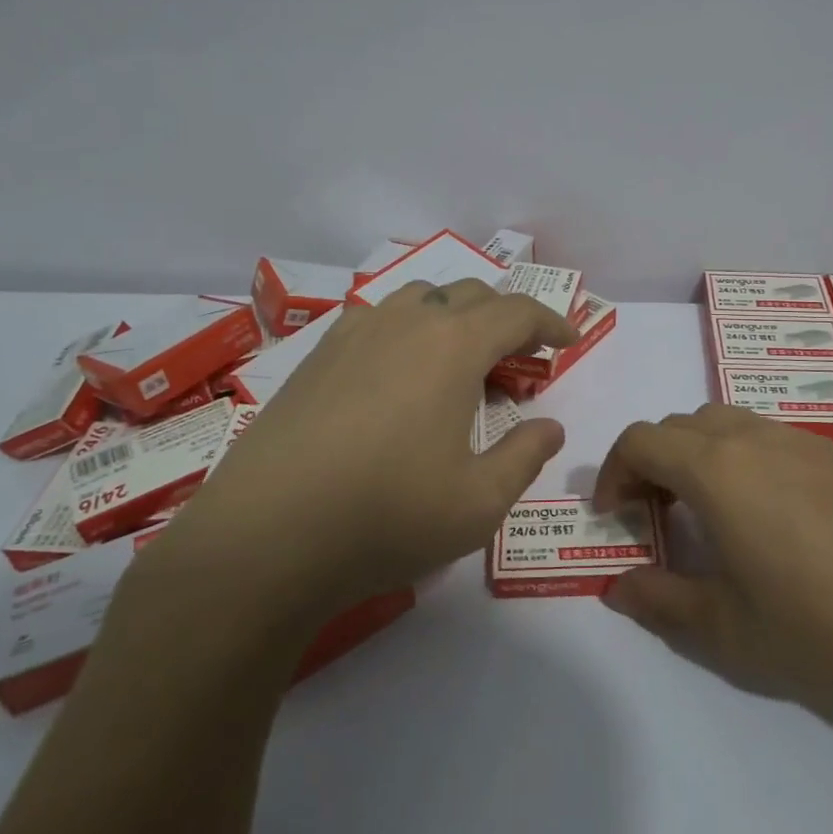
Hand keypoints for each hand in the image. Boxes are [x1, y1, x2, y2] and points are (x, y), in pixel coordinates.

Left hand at [139, 279, 578, 633]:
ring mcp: (354, 333)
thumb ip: (525, 457)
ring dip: (454, 318)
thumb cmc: (386, 518)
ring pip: (420, 299)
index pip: (516, 312)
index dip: (550, 323)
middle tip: (519, 364)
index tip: (568, 342)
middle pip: (470, 295)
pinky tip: (399, 375)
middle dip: (505, 319)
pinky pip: (378, 319)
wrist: (264, 538)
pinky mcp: (316, 355)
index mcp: (453, 346)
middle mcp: (406, 322)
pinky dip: (408, 330)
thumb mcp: (478, 502)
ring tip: (460, 364)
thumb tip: (550, 427)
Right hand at [596, 405, 832, 706]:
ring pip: (722, 421)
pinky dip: (737, 456)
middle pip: (677, 426)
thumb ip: (659, 601)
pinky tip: (765, 511)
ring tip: (707, 510)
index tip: (616, 516)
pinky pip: (763, 434)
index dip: (614, 472)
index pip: (640, 441)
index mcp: (716, 470)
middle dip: (651, 462)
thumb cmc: (818, 624)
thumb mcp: (725, 629)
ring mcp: (797, 439)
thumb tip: (617, 587)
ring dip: (694, 453)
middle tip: (656, 516)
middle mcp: (751, 438)